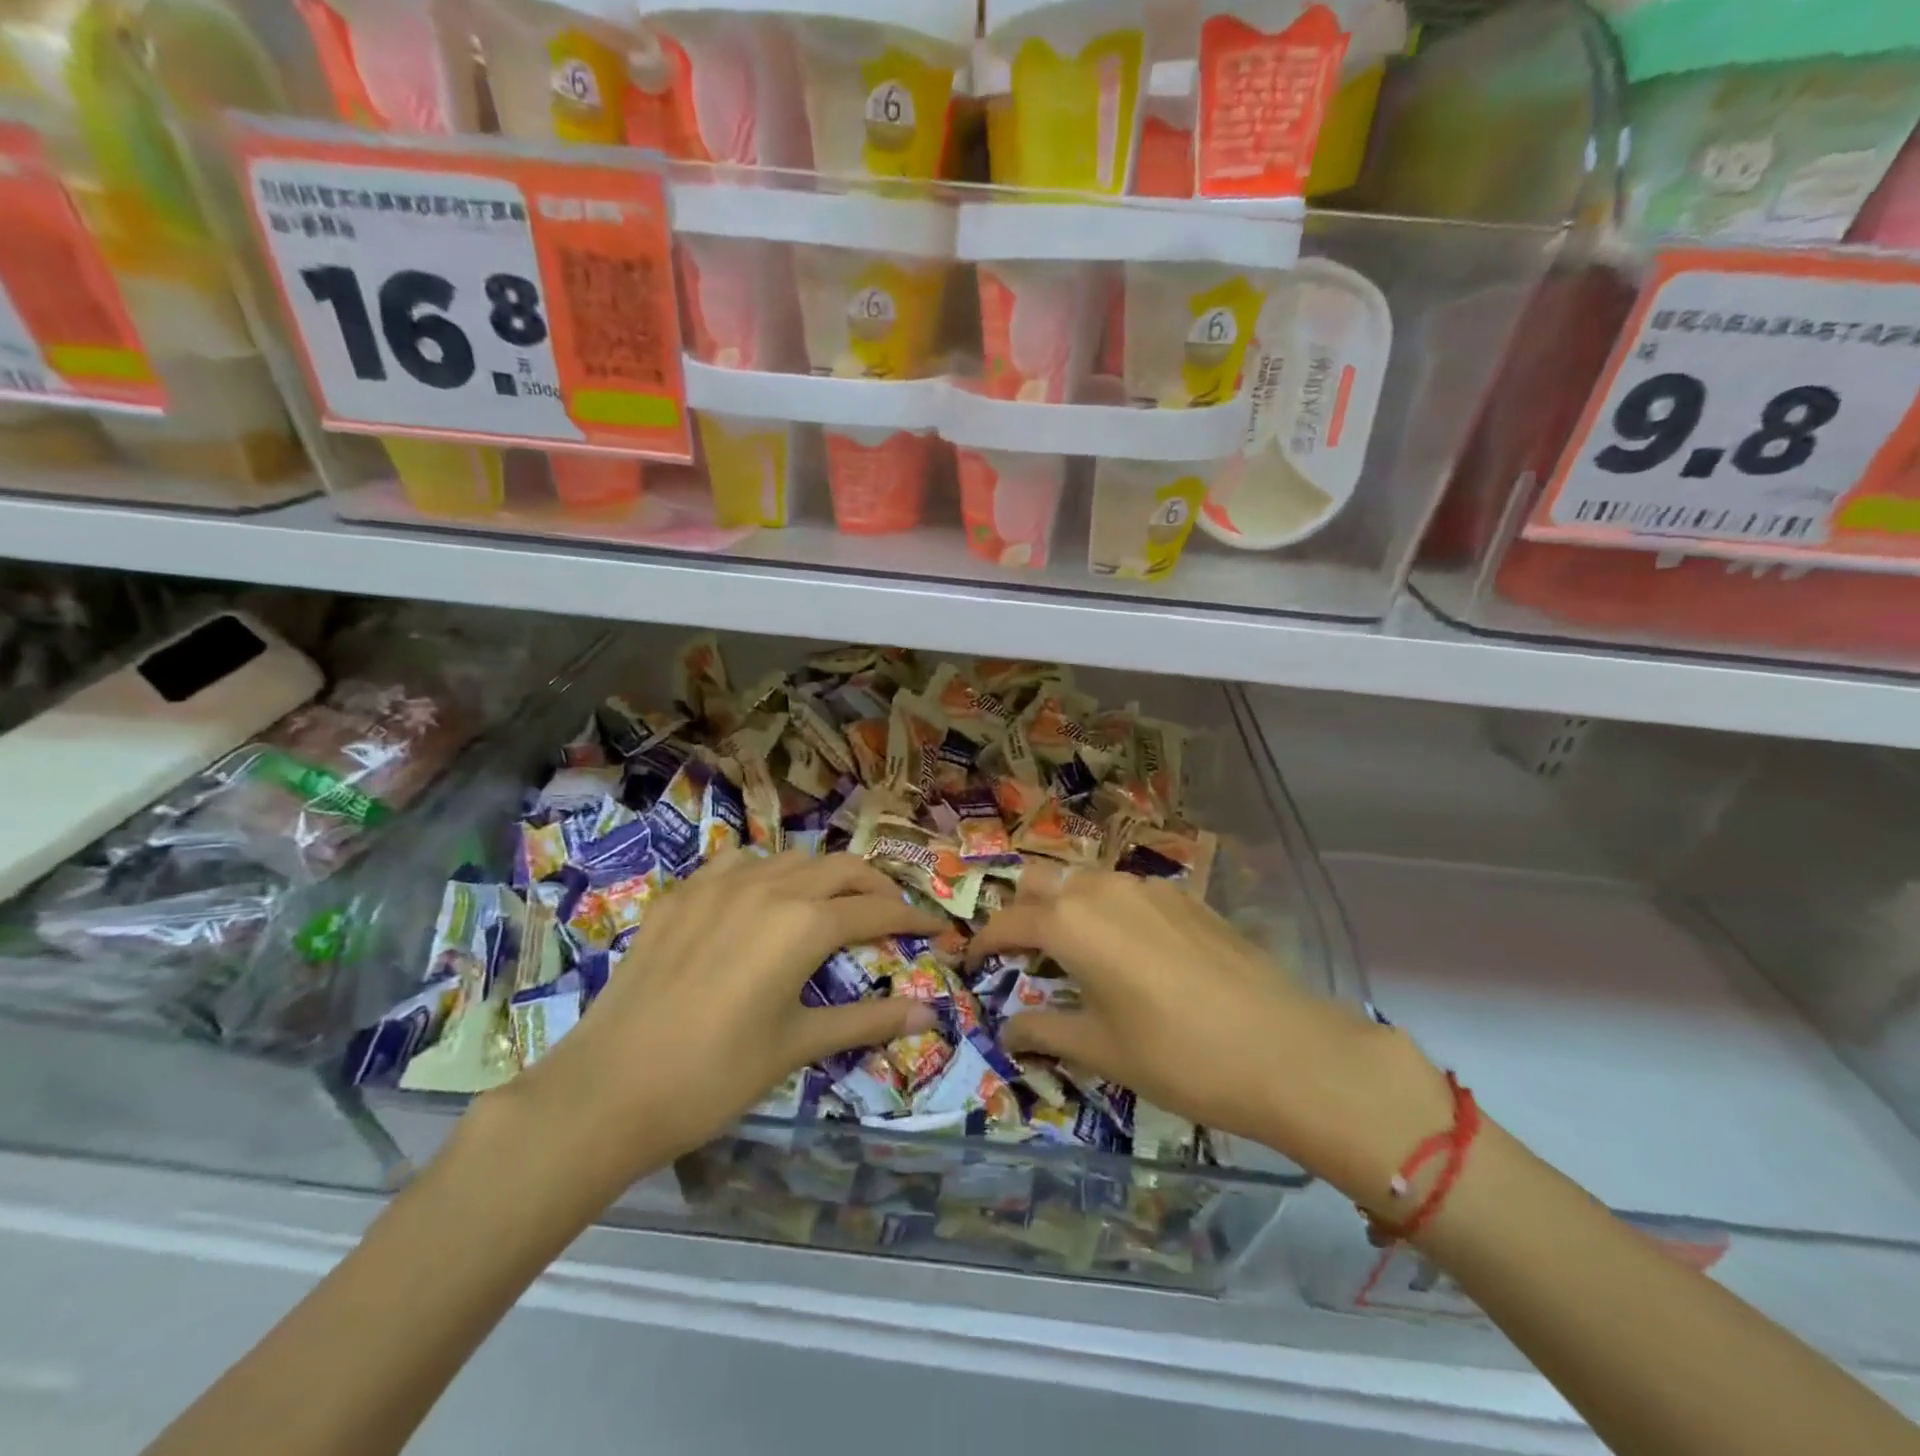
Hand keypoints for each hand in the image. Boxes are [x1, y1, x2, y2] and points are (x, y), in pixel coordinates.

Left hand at [508, 850, 943, 1189]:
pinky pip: (735, 863)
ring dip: (821, 875)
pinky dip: (764, 872)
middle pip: (840, 867)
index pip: (876, 909)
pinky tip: (758, 900)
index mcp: (803, 924)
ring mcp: (718, 885)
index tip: (937, 929)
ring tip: (830, 905)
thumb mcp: (796, 1045)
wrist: (606, 1090)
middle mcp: (768, 887)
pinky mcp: (680, 895)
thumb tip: (930, 1014)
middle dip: (875, 885)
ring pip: (789, 858)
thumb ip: (866, 1021)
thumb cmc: (714, 1075)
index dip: (913, 918)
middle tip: (891, 913)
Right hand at [967, 871, 1452, 1211]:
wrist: (1286, 1049)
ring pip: (1085, 880)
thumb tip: (1007, 1033)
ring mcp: (1147, 887)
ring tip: (1068, 950)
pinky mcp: (1184, 897)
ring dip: (1063, 905)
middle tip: (1018, 953)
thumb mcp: (1101, 1049)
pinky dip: (1104, 909)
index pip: (1008, 921)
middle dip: (1020, 911)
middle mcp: (1102, 888)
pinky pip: (1125, 891)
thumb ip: (1045, 1032)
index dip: (983, 943)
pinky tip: (1124, 949)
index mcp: (1071, 921)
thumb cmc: (1179, 1056)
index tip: (972, 964)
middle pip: (1041, 881)